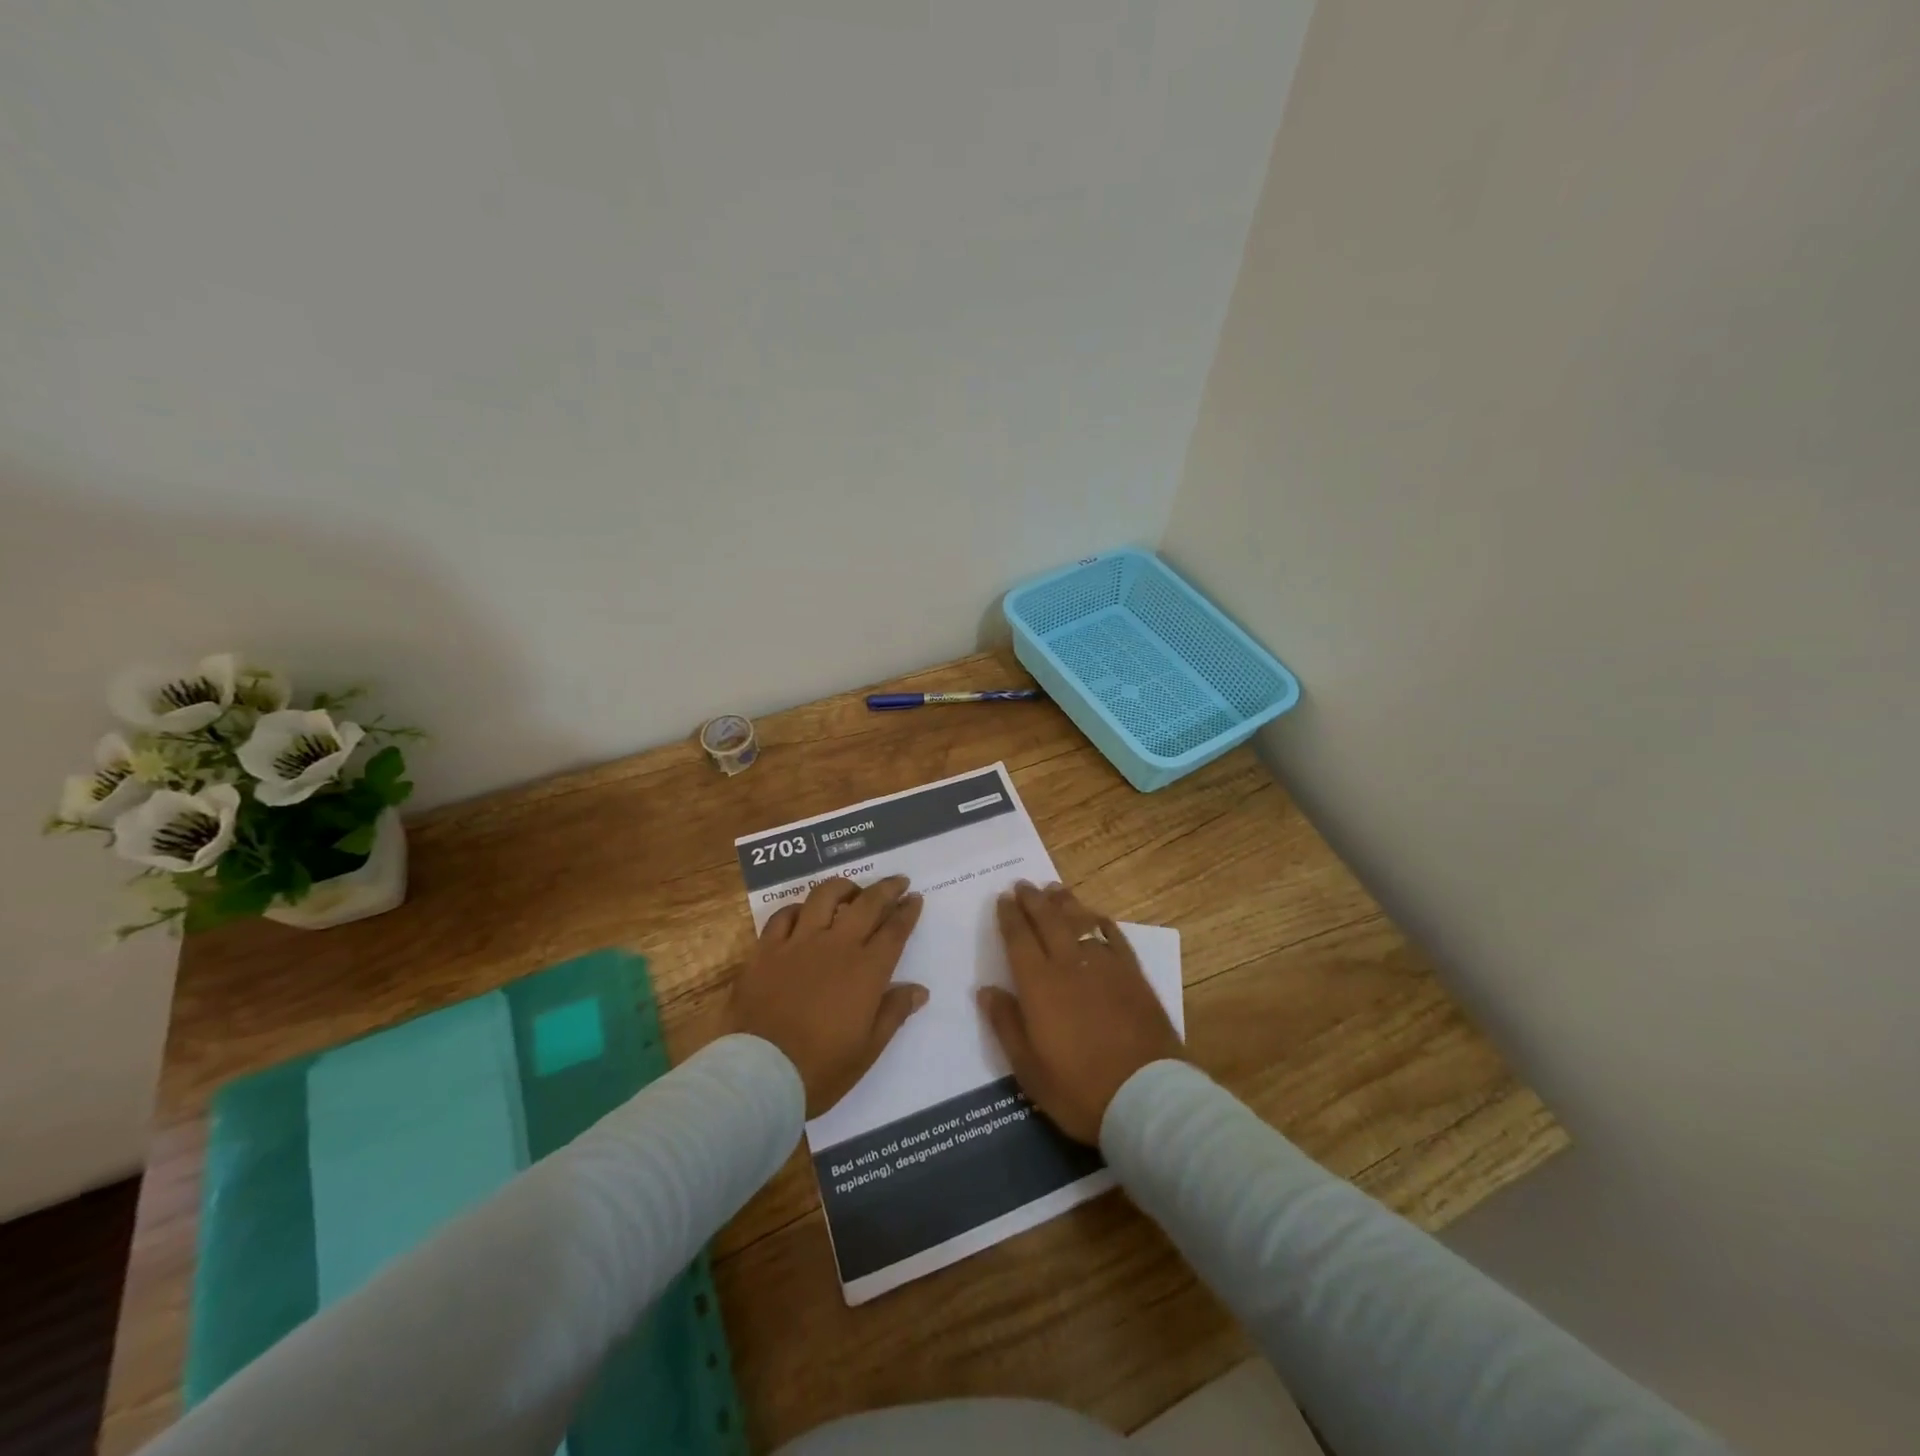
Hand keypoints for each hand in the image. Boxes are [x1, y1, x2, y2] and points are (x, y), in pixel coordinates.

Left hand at [733, 875, 927, 1117]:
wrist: (760, 1074)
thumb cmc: (821, 1069)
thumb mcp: (868, 1049)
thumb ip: (894, 1013)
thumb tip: (919, 990)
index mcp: (867, 970)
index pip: (895, 930)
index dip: (908, 911)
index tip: (915, 898)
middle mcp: (836, 946)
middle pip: (867, 904)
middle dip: (887, 888)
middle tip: (897, 881)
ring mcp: (799, 943)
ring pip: (824, 897)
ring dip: (843, 888)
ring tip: (851, 890)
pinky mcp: (766, 949)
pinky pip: (784, 915)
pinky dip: (798, 909)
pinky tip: (804, 913)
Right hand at [979, 881, 1182, 1144]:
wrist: (1145, 1096)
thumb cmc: (1078, 1089)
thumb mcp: (1029, 1068)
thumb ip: (1006, 1024)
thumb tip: (986, 990)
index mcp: (1039, 985)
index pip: (1019, 939)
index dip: (1009, 916)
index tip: (1002, 898)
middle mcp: (1069, 965)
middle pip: (1048, 921)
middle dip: (1033, 900)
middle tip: (1023, 885)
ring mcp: (1105, 966)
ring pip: (1080, 921)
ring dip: (1065, 903)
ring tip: (1054, 889)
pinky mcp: (1133, 974)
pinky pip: (1113, 936)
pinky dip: (1101, 922)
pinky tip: (1096, 916)